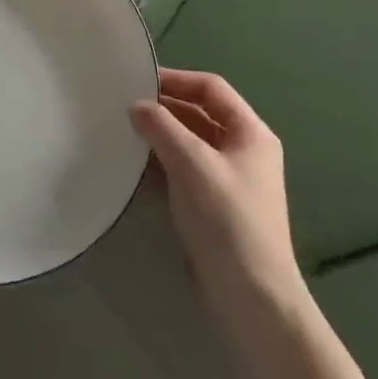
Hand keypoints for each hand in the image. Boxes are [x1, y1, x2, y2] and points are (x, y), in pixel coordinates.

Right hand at [130, 69, 307, 328]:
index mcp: (251, 133)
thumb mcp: (192, 163)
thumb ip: (161, 127)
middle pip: (200, 114)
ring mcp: (230, 180)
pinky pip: (185, 170)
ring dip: (160, 135)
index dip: (176, 79)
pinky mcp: (215, 206)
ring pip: (190, 143)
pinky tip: (135, 164)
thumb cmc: (227, 219)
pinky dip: (162, 162)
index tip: (139, 81)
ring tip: (124, 132)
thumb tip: (136, 106)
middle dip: (164, 108)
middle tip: (124, 106)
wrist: (252, 299)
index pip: (211, 88)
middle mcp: (244, 151)